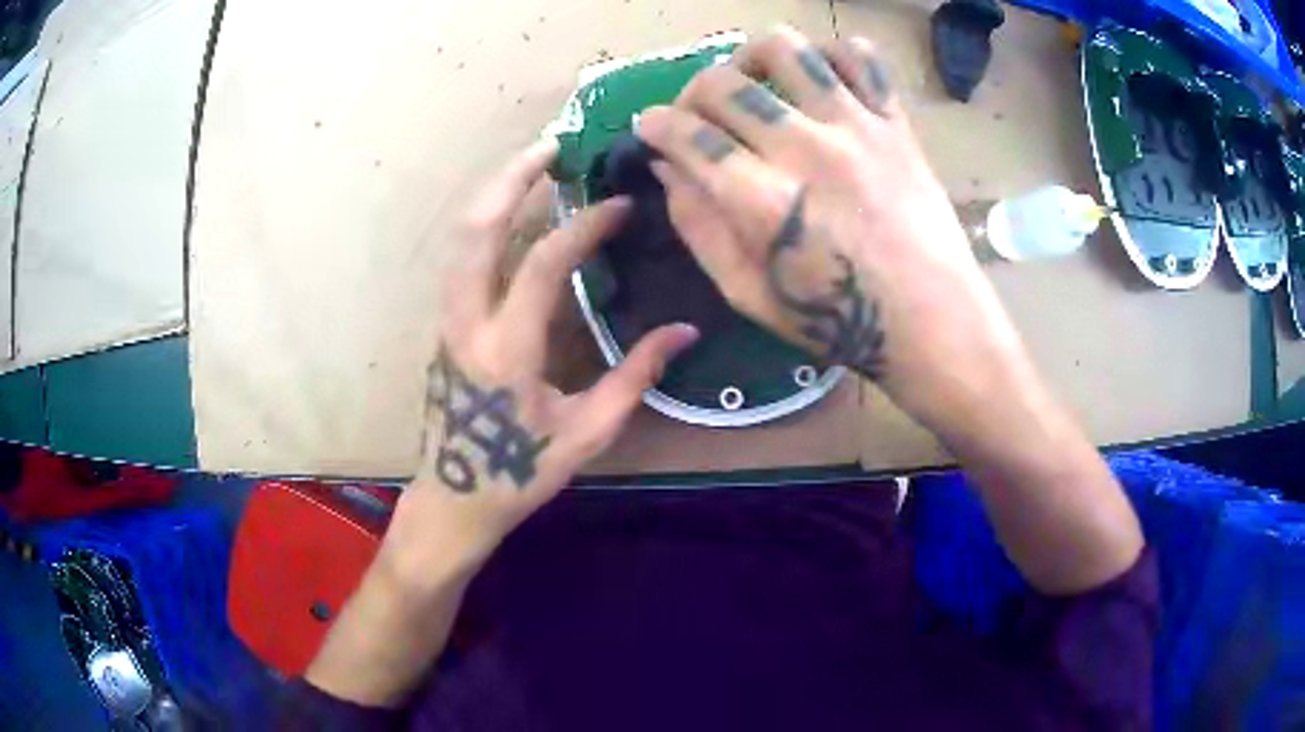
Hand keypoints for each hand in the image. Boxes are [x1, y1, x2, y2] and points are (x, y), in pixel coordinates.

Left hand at [382, 139, 698, 591]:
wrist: (453, 499)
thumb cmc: (519, 473)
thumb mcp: (587, 434)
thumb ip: (635, 376)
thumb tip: (685, 331)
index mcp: (506, 352)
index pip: (543, 264)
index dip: (584, 227)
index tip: (619, 205)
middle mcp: (466, 324)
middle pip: (476, 230)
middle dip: (511, 179)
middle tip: (552, 146)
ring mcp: (446, 321)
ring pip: (460, 239)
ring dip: (494, 194)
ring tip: (533, 165)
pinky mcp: (443, 325)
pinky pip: (462, 258)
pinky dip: (486, 222)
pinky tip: (513, 212)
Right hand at [635, 27, 1031, 435]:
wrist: (931, 319)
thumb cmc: (837, 320)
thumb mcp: (747, 294)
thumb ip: (699, 229)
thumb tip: (668, 171)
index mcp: (762, 201)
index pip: (686, 135)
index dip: (654, 125)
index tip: (650, 128)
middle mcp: (804, 148)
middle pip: (723, 84)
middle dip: (691, 94)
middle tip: (699, 115)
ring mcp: (854, 126)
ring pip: (786, 49)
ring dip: (753, 58)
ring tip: (756, 81)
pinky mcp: (893, 121)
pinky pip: (860, 57)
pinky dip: (831, 54)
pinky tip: (820, 79)